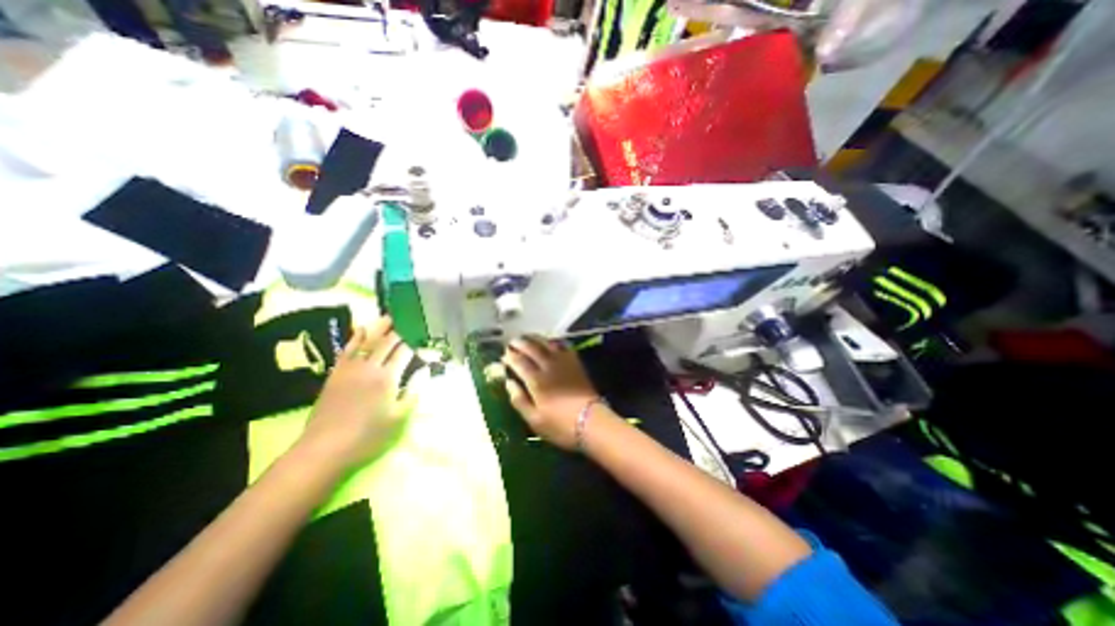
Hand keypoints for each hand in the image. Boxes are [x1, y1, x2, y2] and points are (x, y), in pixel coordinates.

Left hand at [298, 317, 415, 469]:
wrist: (325, 448)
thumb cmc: (368, 436)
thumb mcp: (399, 418)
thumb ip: (414, 391)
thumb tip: (424, 371)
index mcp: (388, 378)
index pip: (404, 352)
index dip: (415, 342)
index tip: (423, 336)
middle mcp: (370, 367)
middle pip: (387, 342)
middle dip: (399, 330)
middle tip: (409, 320)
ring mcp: (350, 368)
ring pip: (367, 340)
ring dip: (379, 327)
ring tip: (388, 316)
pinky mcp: (336, 373)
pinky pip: (348, 349)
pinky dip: (356, 337)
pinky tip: (362, 329)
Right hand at [501, 337, 601, 448]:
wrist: (591, 421)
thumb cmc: (560, 425)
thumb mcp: (534, 420)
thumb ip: (519, 400)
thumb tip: (509, 383)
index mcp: (536, 380)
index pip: (519, 362)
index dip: (510, 356)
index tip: (504, 355)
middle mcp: (548, 366)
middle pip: (532, 348)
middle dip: (520, 343)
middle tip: (512, 342)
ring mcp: (563, 362)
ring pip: (546, 343)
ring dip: (535, 338)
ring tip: (528, 338)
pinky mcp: (575, 362)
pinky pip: (563, 346)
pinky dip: (554, 341)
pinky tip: (550, 342)